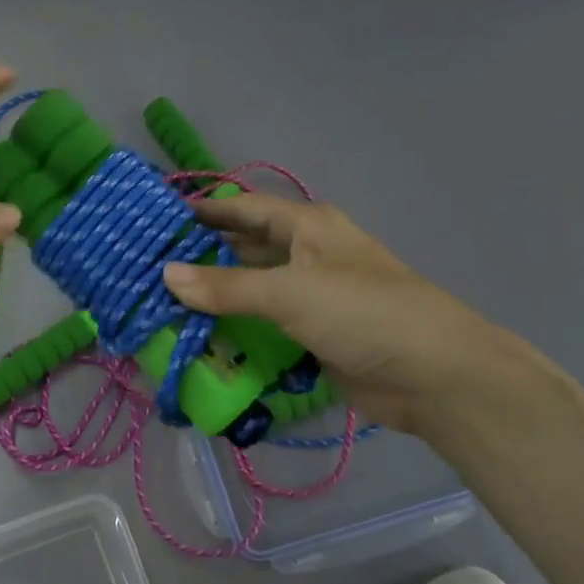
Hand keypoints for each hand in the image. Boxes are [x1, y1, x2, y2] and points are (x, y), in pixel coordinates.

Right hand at [161, 195, 527, 433]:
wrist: (433, 374)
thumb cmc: (363, 313)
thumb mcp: (290, 292)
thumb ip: (226, 286)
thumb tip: (165, 275)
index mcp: (307, 227)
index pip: (245, 208)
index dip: (205, 211)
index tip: (158, 220)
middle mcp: (307, 255)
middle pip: (245, 247)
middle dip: (202, 256)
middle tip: (150, 268)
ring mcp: (311, 297)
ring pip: (253, 289)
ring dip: (216, 296)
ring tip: (163, 303)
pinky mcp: (313, 334)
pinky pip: (264, 325)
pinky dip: (236, 329)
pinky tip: (201, 338)